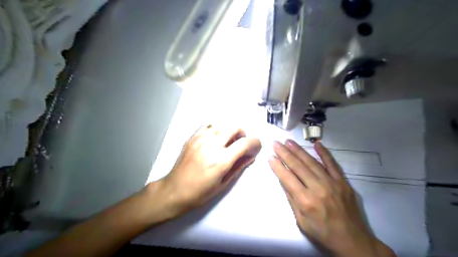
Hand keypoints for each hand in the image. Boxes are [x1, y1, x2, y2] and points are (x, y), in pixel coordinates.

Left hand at [147, 126, 260, 219]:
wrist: (174, 191)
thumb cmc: (200, 193)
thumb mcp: (223, 183)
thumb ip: (238, 166)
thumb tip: (251, 156)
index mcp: (221, 161)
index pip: (244, 143)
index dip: (255, 142)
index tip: (256, 145)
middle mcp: (211, 146)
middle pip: (233, 128)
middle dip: (242, 133)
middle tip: (240, 142)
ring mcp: (199, 140)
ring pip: (220, 124)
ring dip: (228, 131)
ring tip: (226, 140)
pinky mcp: (191, 138)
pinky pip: (206, 125)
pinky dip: (215, 129)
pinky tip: (213, 138)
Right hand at [269, 140, 394, 256]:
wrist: (352, 241)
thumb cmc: (322, 233)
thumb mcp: (301, 221)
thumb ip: (292, 199)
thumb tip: (283, 180)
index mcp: (305, 201)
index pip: (287, 178)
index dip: (277, 166)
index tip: (270, 156)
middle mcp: (317, 188)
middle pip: (298, 166)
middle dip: (285, 153)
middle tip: (276, 143)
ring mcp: (332, 183)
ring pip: (312, 162)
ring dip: (299, 150)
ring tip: (289, 141)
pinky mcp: (343, 182)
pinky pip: (333, 164)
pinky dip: (325, 153)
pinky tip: (317, 144)